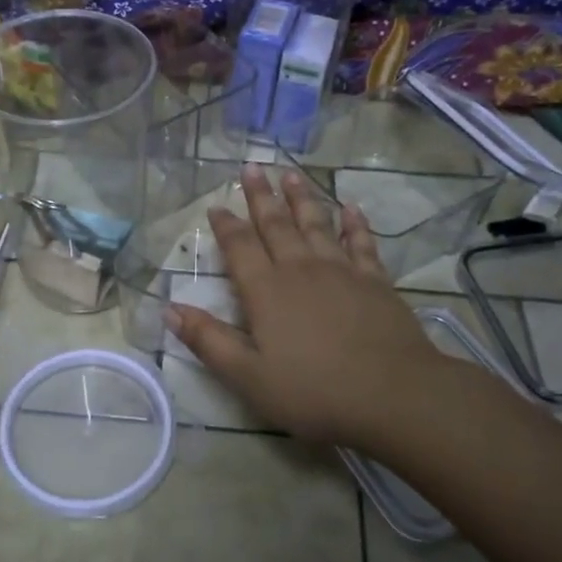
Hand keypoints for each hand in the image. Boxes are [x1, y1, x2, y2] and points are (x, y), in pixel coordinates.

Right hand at [164, 165, 459, 449]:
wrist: (392, 393)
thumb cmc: (313, 390)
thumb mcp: (248, 376)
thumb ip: (208, 340)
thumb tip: (169, 309)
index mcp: (266, 291)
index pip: (240, 248)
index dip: (226, 226)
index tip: (216, 205)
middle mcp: (300, 270)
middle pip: (276, 225)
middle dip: (261, 196)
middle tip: (251, 167)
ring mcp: (341, 271)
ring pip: (316, 224)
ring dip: (301, 199)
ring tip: (290, 175)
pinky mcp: (375, 281)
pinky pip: (361, 243)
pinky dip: (354, 224)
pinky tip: (350, 208)